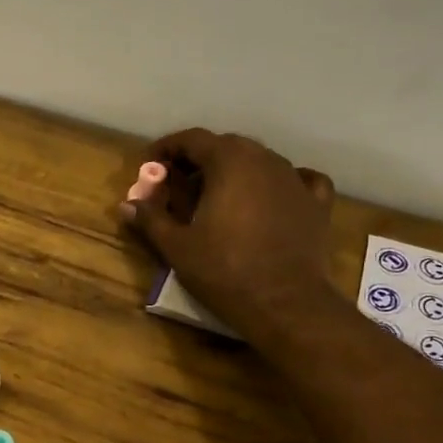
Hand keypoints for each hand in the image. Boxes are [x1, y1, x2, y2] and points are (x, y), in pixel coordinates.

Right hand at [122, 128, 336, 337]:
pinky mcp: (316, 203)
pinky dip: (277, 183)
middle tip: (178, 185)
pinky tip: (271, 196)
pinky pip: (298, 179)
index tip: (151, 166)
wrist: (285, 303)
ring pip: (259, 161)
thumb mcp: (176, 246)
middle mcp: (264, 159)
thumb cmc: (224, 271)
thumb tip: (126, 205)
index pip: (192, 139)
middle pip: (226, 146)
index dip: (167, 148)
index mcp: (228, 162)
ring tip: (216, 197)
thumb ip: (151, 219)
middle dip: (199, 160)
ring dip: (234, 171)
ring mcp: (295, 179)